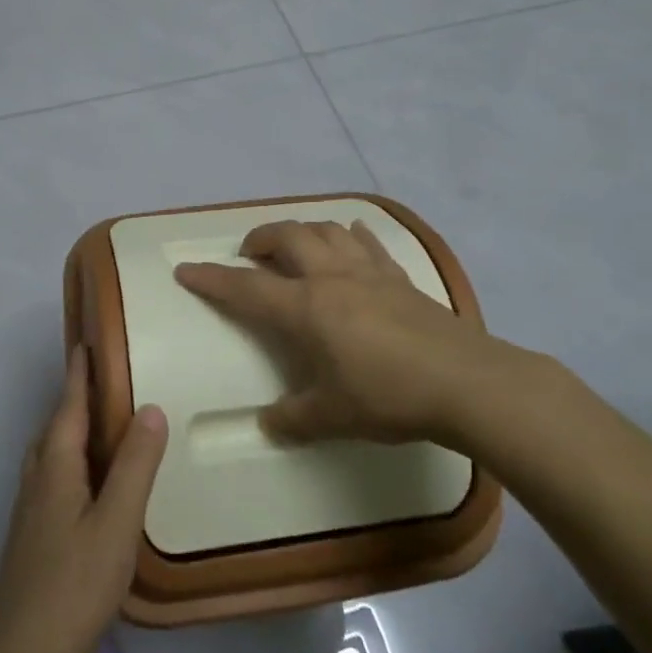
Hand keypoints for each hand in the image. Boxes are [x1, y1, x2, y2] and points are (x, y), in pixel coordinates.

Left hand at [0, 347, 166, 652]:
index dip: (80, 372)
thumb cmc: (74, 587)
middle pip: (57, 424)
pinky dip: (74, 459)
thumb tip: (150, 407)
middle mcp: (37, 478)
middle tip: (106, 375)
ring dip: (73, 427)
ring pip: (52, 453)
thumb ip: (135, 465)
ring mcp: (31, 510)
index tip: (88, 339)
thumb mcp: (117, 524)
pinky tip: (92, 481)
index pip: (69, 404)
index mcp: (56, 466)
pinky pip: (55, 476)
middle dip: (77, 395)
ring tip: (104, 421)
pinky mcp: (33, 537)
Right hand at [175, 219, 505, 446]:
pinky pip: (369, 242)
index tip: (187, 270)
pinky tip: (350, 236)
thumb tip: (268, 422)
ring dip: (301, 230)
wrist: (464, 382)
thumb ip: (294, 418)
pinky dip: (351, 234)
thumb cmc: (389, 396)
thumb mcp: (333, 417)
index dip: (212, 279)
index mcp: (305, 308)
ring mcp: (368, 272)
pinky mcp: (399, 277)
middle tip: (249, 253)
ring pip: (326, 230)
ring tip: (294, 244)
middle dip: (259, 239)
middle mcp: (331, 278)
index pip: (246, 288)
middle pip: (287, 237)